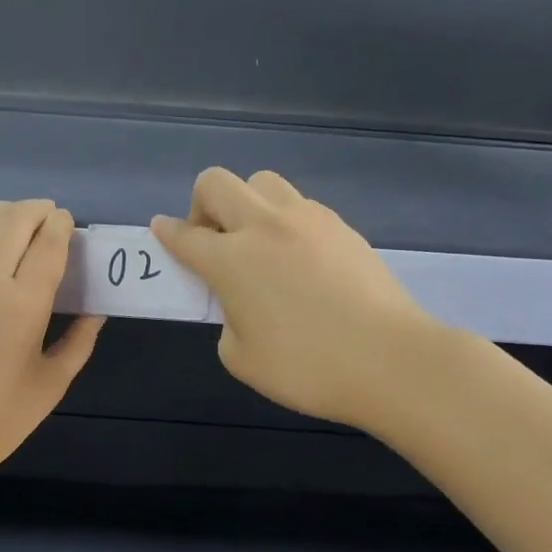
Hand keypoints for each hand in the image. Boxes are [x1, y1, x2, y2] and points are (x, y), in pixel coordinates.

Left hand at [0, 200, 103, 485]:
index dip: (61, 225)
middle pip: (14, 220)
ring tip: (16, 217)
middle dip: (37, 211)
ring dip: (2, 210)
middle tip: (48, 217)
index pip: (48, 242)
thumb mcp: (50, 386)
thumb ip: (78, 343)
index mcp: (23, 304)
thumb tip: (95, 312)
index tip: (68, 224)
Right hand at [152, 168, 429, 427]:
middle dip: (201, 206)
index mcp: (232, 260)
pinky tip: (298, 259)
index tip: (161, 231)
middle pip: (217, 183)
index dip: (166, 233)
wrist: (390, 360)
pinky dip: (284, 221)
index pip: (185, 235)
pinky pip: (299, 205)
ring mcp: (308, 219)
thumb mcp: (241, 359)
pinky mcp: (342, 226)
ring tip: (258, 245)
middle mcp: (265, 226)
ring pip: (262, 182)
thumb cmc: (307, 368)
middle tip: (213, 244)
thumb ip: (227, 320)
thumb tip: (241, 302)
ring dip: (246, 204)